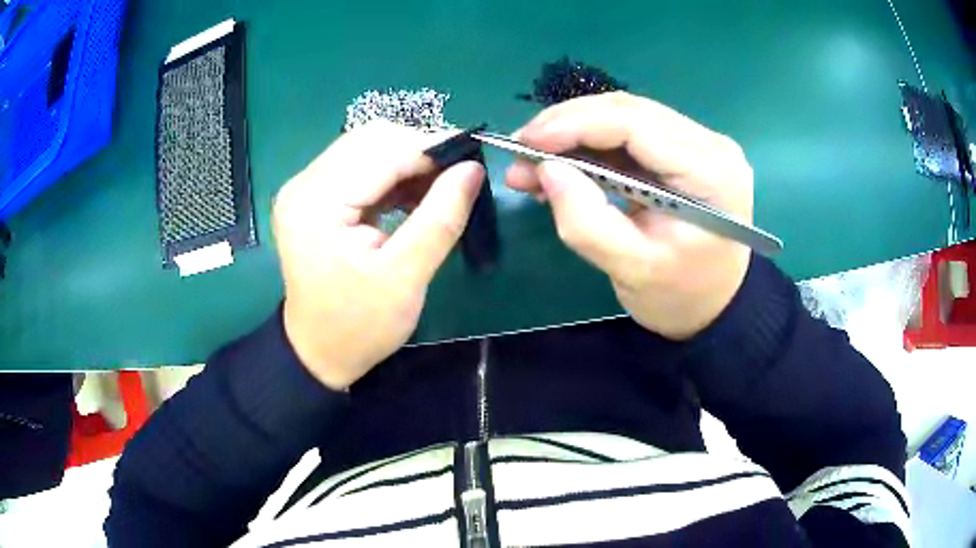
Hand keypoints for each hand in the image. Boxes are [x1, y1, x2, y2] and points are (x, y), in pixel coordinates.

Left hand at [274, 121, 483, 388]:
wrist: (319, 351)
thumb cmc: (359, 326)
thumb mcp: (405, 278)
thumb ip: (440, 220)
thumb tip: (473, 170)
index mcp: (316, 203)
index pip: (380, 150)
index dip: (430, 149)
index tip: (472, 162)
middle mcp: (304, 184)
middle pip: (371, 139)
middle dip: (419, 152)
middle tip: (457, 178)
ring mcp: (306, 188)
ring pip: (368, 148)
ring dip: (408, 162)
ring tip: (439, 190)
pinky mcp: (315, 197)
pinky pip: (361, 167)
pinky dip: (393, 175)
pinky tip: (414, 196)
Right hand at [506, 92, 752, 339]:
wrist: (714, 305)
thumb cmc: (680, 296)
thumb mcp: (632, 270)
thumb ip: (586, 222)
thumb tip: (546, 170)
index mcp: (710, 173)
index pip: (636, 124)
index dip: (575, 124)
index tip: (525, 142)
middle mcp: (710, 144)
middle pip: (628, 111)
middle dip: (566, 126)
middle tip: (520, 152)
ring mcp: (699, 142)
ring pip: (624, 117)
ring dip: (573, 134)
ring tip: (532, 164)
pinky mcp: (684, 149)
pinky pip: (630, 134)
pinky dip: (590, 146)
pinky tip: (562, 166)